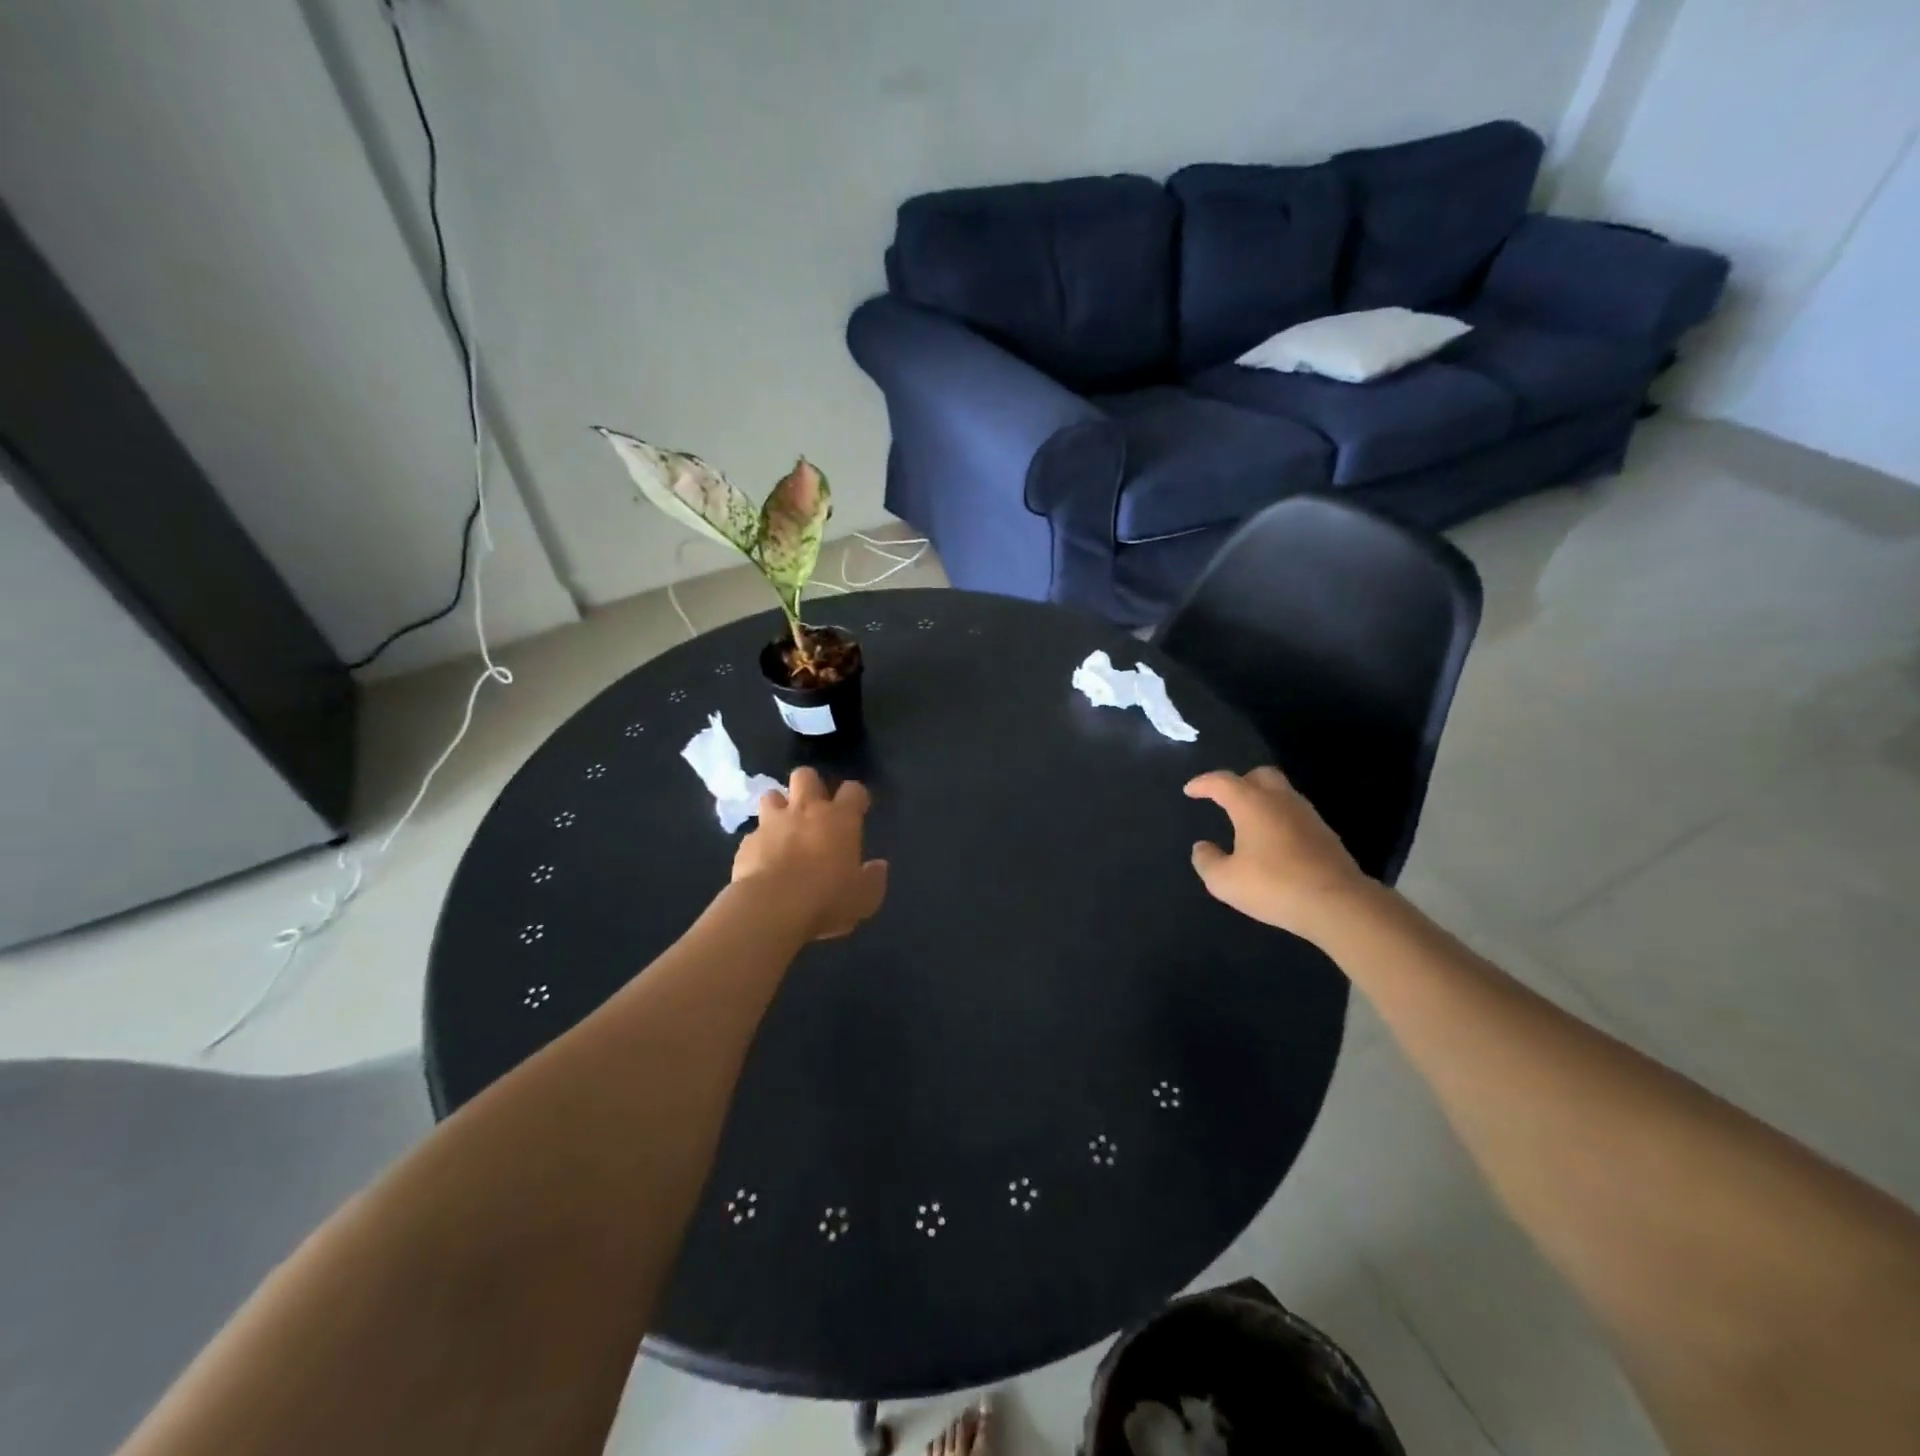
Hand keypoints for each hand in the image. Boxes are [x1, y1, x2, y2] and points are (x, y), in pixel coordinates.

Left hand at [732, 768, 887, 940]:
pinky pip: (754, 833)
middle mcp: (806, 811)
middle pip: (806, 776)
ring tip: (783, 826)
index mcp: (840, 819)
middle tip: (815, 808)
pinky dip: (760, 841)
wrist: (771, 909)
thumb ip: (873, 879)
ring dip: (779, 806)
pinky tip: (763, 859)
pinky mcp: (747, 842)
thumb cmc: (827, 899)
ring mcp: (772, 823)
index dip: (856, 797)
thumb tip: (878, 866)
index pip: (853, 790)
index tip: (858, 809)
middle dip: (810, 785)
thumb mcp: (864, 898)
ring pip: (772, 795)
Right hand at [1185, 766, 1374, 941]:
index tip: (1190, 790)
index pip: (1222, 782)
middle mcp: (1281, 801)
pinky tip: (1273, 842)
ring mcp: (1308, 816)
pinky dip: (1279, 819)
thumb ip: (1207, 861)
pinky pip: (1296, 815)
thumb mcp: (1225, 881)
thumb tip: (1202, 847)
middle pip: (1260, 775)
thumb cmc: (1274, 886)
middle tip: (1225, 798)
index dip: (1203, 783)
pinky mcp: (1326, 835)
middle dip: (1240, 782)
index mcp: (1252, 804)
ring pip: (1282, 793)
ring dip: (1262, 800)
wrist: (1338, 904)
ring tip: (1248, 822)